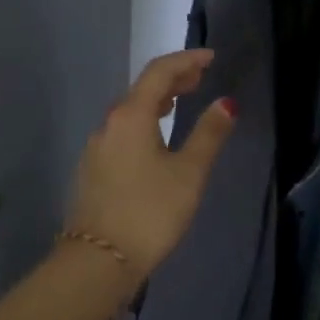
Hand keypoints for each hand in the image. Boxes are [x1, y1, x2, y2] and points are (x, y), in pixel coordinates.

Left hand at [64, 50, 235, 275]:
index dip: (186, 60)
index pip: (159, 72)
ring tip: (180, 102)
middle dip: (172, 79)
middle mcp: (108, 124)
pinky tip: (155, 138)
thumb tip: (226, 103)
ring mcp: (96, 148)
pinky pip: (121, 132)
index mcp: (130, 116)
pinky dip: (143, 122)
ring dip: (156, 101)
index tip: (211, 57)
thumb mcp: (188, 173)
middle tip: (200, 77)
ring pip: (129, 112)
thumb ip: (208, 134)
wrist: (97, 261)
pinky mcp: (92, 170)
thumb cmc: (150, 212)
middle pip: (141, 89)